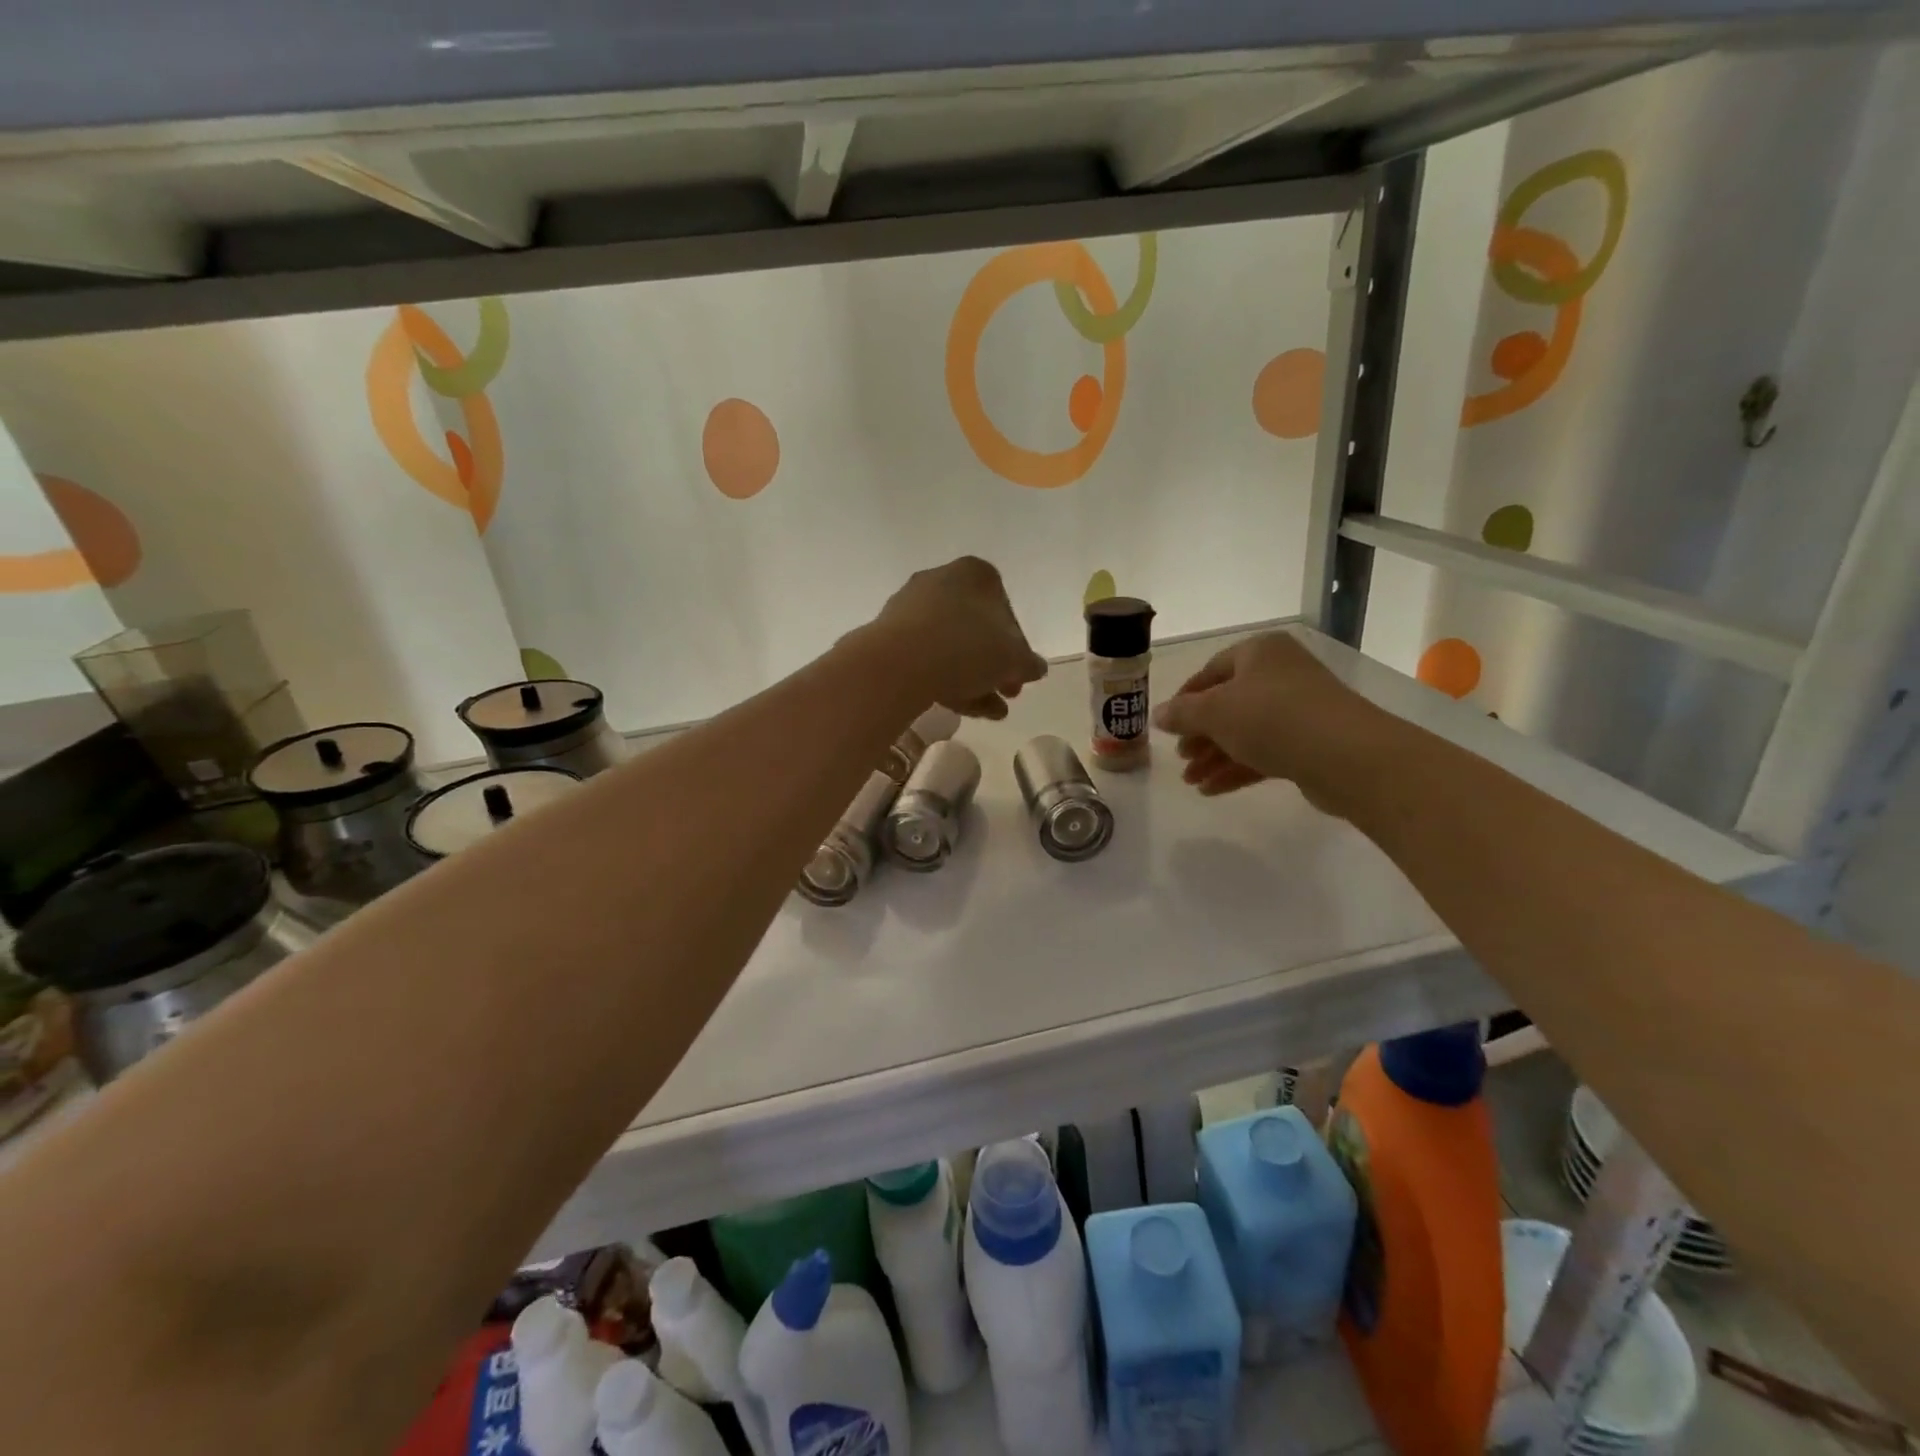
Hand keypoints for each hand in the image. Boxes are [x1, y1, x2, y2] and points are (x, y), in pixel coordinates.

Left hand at [871, 557, 1048, 719]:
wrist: (900, 663)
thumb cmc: (966, 648)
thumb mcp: (1013, 658)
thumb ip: (1028, 663)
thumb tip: (1036, 667)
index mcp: (976, 574)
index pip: (1006, 611)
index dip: (1018, 648)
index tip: (1020, 676)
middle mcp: (941, 581)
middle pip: (977, 631)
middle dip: (994, 668)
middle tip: (1007, 695)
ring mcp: (911, 608)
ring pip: (952, 648)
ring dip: (975, 681)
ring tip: (990, 713)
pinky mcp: (889, 636)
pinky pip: (926, 658)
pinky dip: (947, 680)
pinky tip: (961, 709)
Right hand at [1150, 631, 1395, 811]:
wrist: (1345, 755)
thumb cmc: (1271, 717)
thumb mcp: (1214, 711)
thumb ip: (1181, 713)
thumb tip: (1157, 714)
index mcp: (1259, 652)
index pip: (1211, 671)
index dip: (1184, 698)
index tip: (1167, 725)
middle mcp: (1280, 674)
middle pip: (1228, 704)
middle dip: (1200, 735)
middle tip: (1181, 757)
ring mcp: (1299, 710)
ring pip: (1245, 732)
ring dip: (1215, 757)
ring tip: (1191, 782)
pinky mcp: (1310, 743)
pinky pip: (1264, 752)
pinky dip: (1237, 768)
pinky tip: (1212, 790)